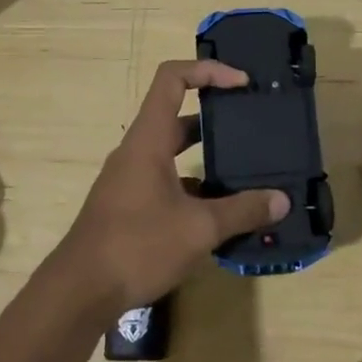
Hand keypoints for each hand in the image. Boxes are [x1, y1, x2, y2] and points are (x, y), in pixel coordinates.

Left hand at [57, 60, 288, 315]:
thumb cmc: (137, 246)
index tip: (242, 83)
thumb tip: (281, 200)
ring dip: (206, 153)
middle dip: (215, 114)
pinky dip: (193, 184)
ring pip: (172, 150)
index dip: (208, 70)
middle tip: (251, 123)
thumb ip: (242, 211)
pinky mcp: (129, 204)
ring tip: (244, 166)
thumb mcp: (198, 229)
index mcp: (149, 139)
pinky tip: (219, 209)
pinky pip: (166, 179)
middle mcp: (137, 150)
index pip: (173, 79)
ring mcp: (130, 178)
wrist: (80, 291)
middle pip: (176, 113)